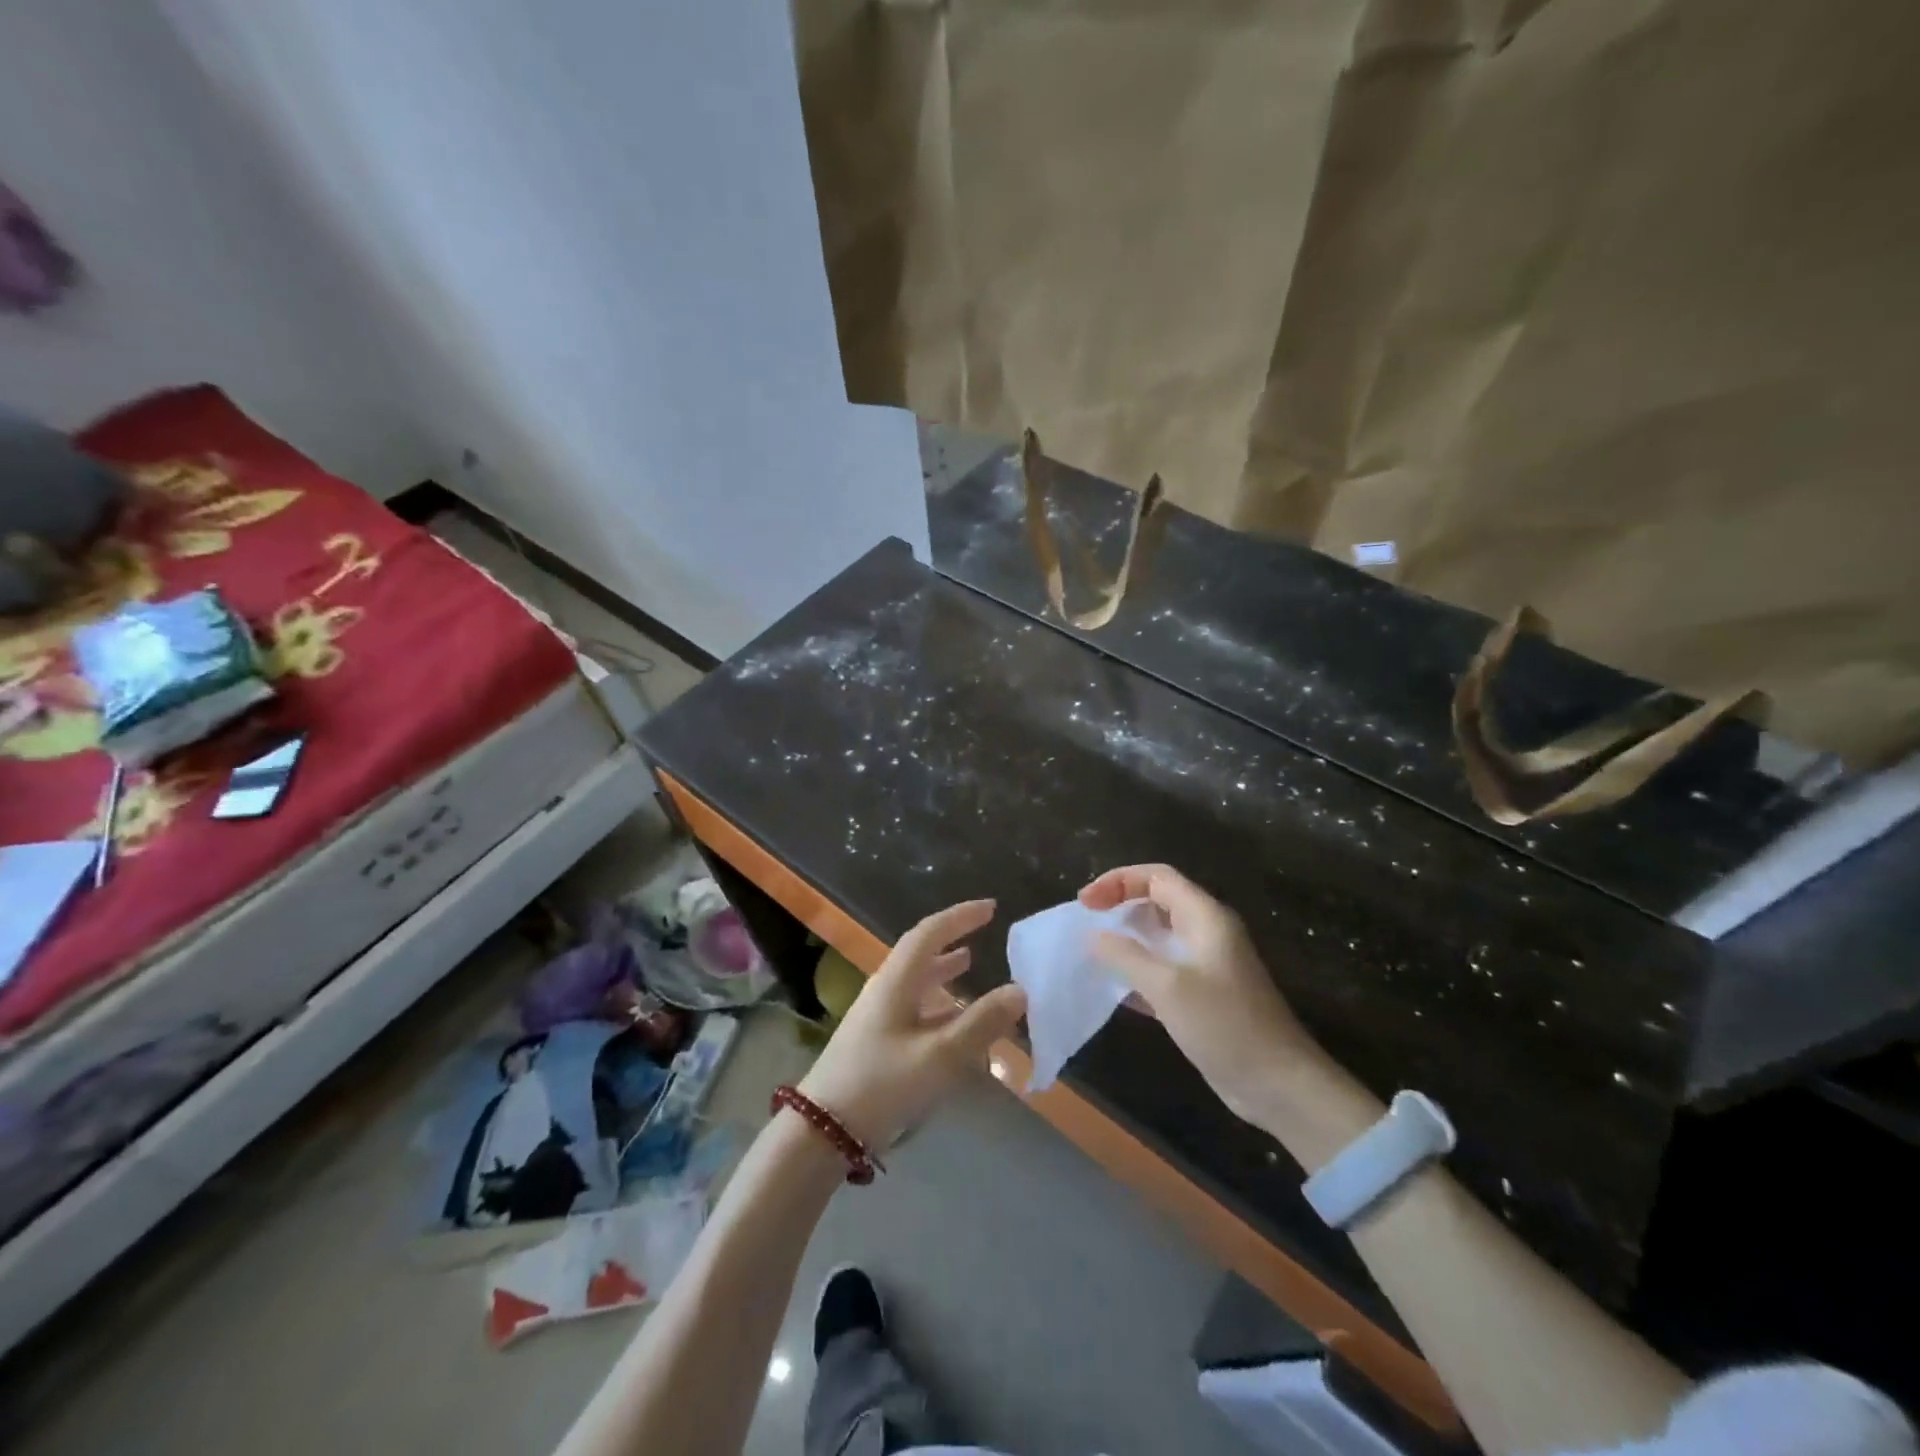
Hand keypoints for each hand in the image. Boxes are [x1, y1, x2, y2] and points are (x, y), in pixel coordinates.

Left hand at [798, 899, 1026, 1150]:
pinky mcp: (876, 1040)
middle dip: (952, 938)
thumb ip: (981, 1023)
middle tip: (984, 932)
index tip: (990, 908)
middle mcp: (885, 989)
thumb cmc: (882, 1085)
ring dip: (944, 969)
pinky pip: (914, 1007)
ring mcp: (877, 1015)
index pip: (929, 933)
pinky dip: (938, 1003)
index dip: (959, 917)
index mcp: (896, 981)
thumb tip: (1020, 990)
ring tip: (970, 962)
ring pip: (917, 981)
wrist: (823, 1131)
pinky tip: (954, 1019)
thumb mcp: (940, 1056)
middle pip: (921, 953)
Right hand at [1079, 864, 1333, 1126]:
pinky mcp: (1203, 995)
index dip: (1118, 881)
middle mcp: (1207, 932)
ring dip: (1126, 938)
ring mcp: (1207, 964)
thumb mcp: (1167, 986)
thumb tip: (1093, 935)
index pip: (1157, 876)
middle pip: (1158, 900)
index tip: (1085, 902)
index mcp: (1205, 917)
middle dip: (1119, 904)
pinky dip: (1138, 970)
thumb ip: (1126, 955)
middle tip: (1085, 923)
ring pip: (1159, 936)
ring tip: (1093, 951)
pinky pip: (1163, 968)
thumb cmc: (1225, 1025)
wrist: (1279, 1085)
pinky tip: (1114, 989)